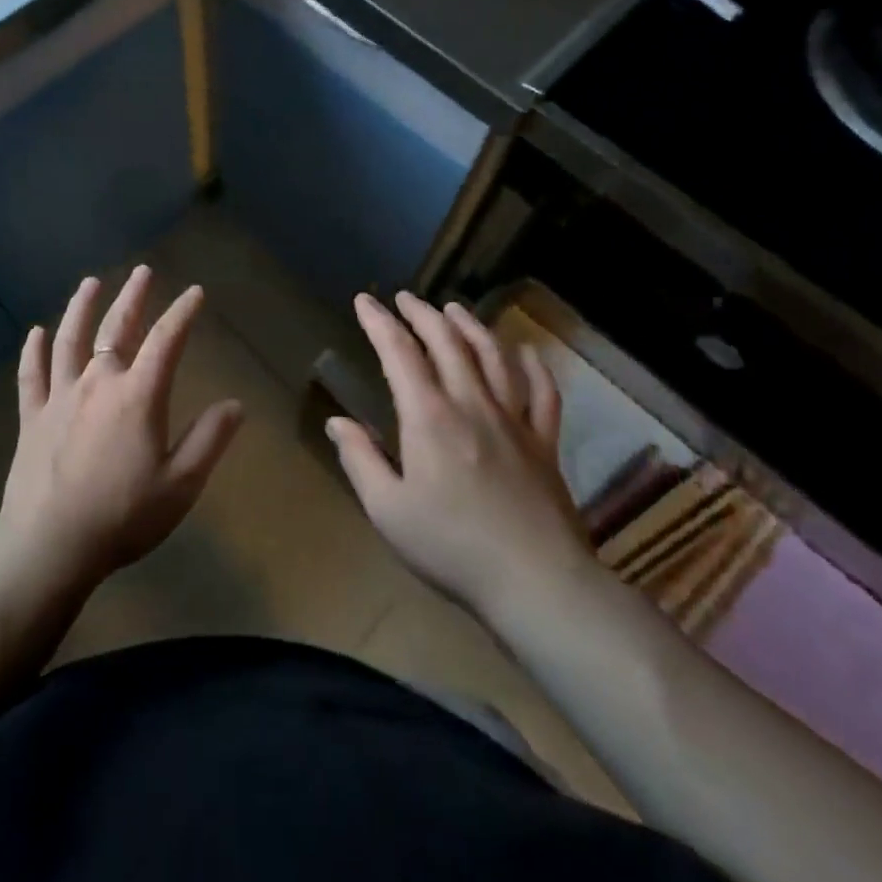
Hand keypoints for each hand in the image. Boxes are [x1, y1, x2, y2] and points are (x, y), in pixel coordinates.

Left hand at [0, 267, 242, 594]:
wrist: (49, 545)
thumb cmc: (122, 516)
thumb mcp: (181, 485)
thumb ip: (209, 440)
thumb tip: (235, 404)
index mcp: (138, 395)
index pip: (166, 340)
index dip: (182, 313)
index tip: (195, 292)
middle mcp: (98, 382)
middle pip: (116, 328)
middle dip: (133, 296)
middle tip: (142, 271)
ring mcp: (60, 396)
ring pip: (69, 340)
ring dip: (81, 307)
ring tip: (90, 284)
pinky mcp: (32, 416)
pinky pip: (31, 375)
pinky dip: (33, 351)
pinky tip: (35, 333)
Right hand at [328, 292, 593, 619]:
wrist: (538, 583)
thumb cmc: (452, 548)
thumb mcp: (388, 510)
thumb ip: (360, 460)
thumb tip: (337, 422)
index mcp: (429, 417)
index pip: (400, 353)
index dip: (379, 322)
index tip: (364, 301)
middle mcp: (471, 404)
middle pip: (447, 343)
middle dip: (422, 314)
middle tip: (405, 298)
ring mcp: (514, 420)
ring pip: (493, 357)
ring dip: (471, 326)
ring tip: (454, 309)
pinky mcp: (544, 443)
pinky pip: (543, 393)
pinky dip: (533, 366)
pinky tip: (524, 353)